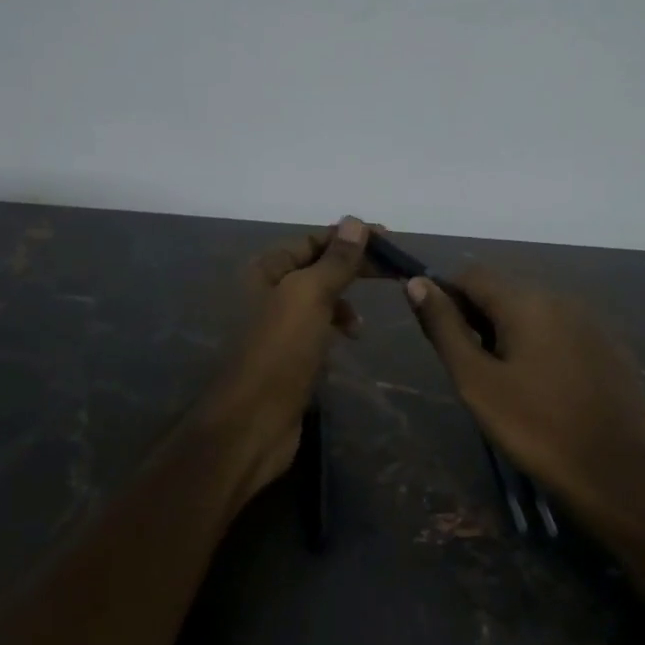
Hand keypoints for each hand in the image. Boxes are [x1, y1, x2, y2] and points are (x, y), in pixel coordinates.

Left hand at [196, 216, 371, 502]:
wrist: (251, 422)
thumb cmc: (279, 351)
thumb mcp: (309, 296)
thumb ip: (334, 260)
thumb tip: (355, 221)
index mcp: (264, 270)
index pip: (313, 242)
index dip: (350, 238)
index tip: (390, 242)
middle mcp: (266, 292)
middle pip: (317, 269)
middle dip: (353, 269)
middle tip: (393, 273)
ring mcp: (275, 326)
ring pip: (319, 300)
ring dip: (344, 302)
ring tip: (360, 324)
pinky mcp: (287, 355)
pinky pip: (317, 328)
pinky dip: (335, 327)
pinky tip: (349, 340)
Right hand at [405, 268, 644, 521]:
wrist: (613, 472)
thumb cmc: (534, 426)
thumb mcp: (476, 380)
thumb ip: (445, 328)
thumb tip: (416, 283)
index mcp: (527, 301)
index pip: (473, 275)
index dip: (449, 298)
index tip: (445, 338)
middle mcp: (563, 299)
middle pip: (506, 292)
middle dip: (482, 318)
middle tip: (476, 370)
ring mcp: (594, 323)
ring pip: (537, 313)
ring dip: (514, 333)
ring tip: (511, 382)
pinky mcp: (614, 349)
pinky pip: (566, 334)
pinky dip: (546, 347)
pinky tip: (548, 388)